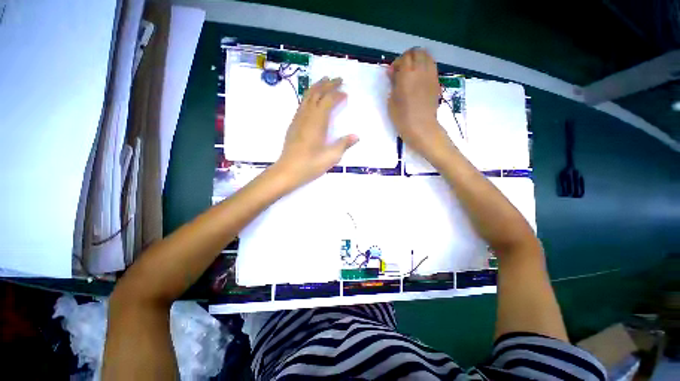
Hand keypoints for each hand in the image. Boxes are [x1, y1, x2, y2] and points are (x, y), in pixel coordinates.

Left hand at [274, 77, 357, 186]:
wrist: (287, 171)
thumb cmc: (310, 164)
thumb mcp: (331, 157)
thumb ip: (343, 144)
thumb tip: (356, 136)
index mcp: (317, 122)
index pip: (327, 101)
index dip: (337, 95)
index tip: (346, 93)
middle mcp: (306, 116)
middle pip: (316, 93)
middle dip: (327, 84)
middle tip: (337, 79)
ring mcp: (298, 119)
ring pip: (306, 97)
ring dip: (316, 87)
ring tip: (324, 81)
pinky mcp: (293, 125)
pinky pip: (302, 104)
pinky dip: (309, 97)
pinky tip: (312, 100)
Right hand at [388, 48, 454, 164]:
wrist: (421, 127)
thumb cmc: (402, 117)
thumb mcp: (392, 101)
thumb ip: (393, 83)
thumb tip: (393, 72)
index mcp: (407, 75)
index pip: (404, 57)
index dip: (397, 63)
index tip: (393, 73)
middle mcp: (421, 70)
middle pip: (417, 52)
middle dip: (408, 57)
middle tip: (402, 70)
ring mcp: (431, 75)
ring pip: (427, 56)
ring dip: (418, 60)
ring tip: (412, 72)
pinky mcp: (436, 82)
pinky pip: (432, 66)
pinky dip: (425, 66)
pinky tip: (419, 78)